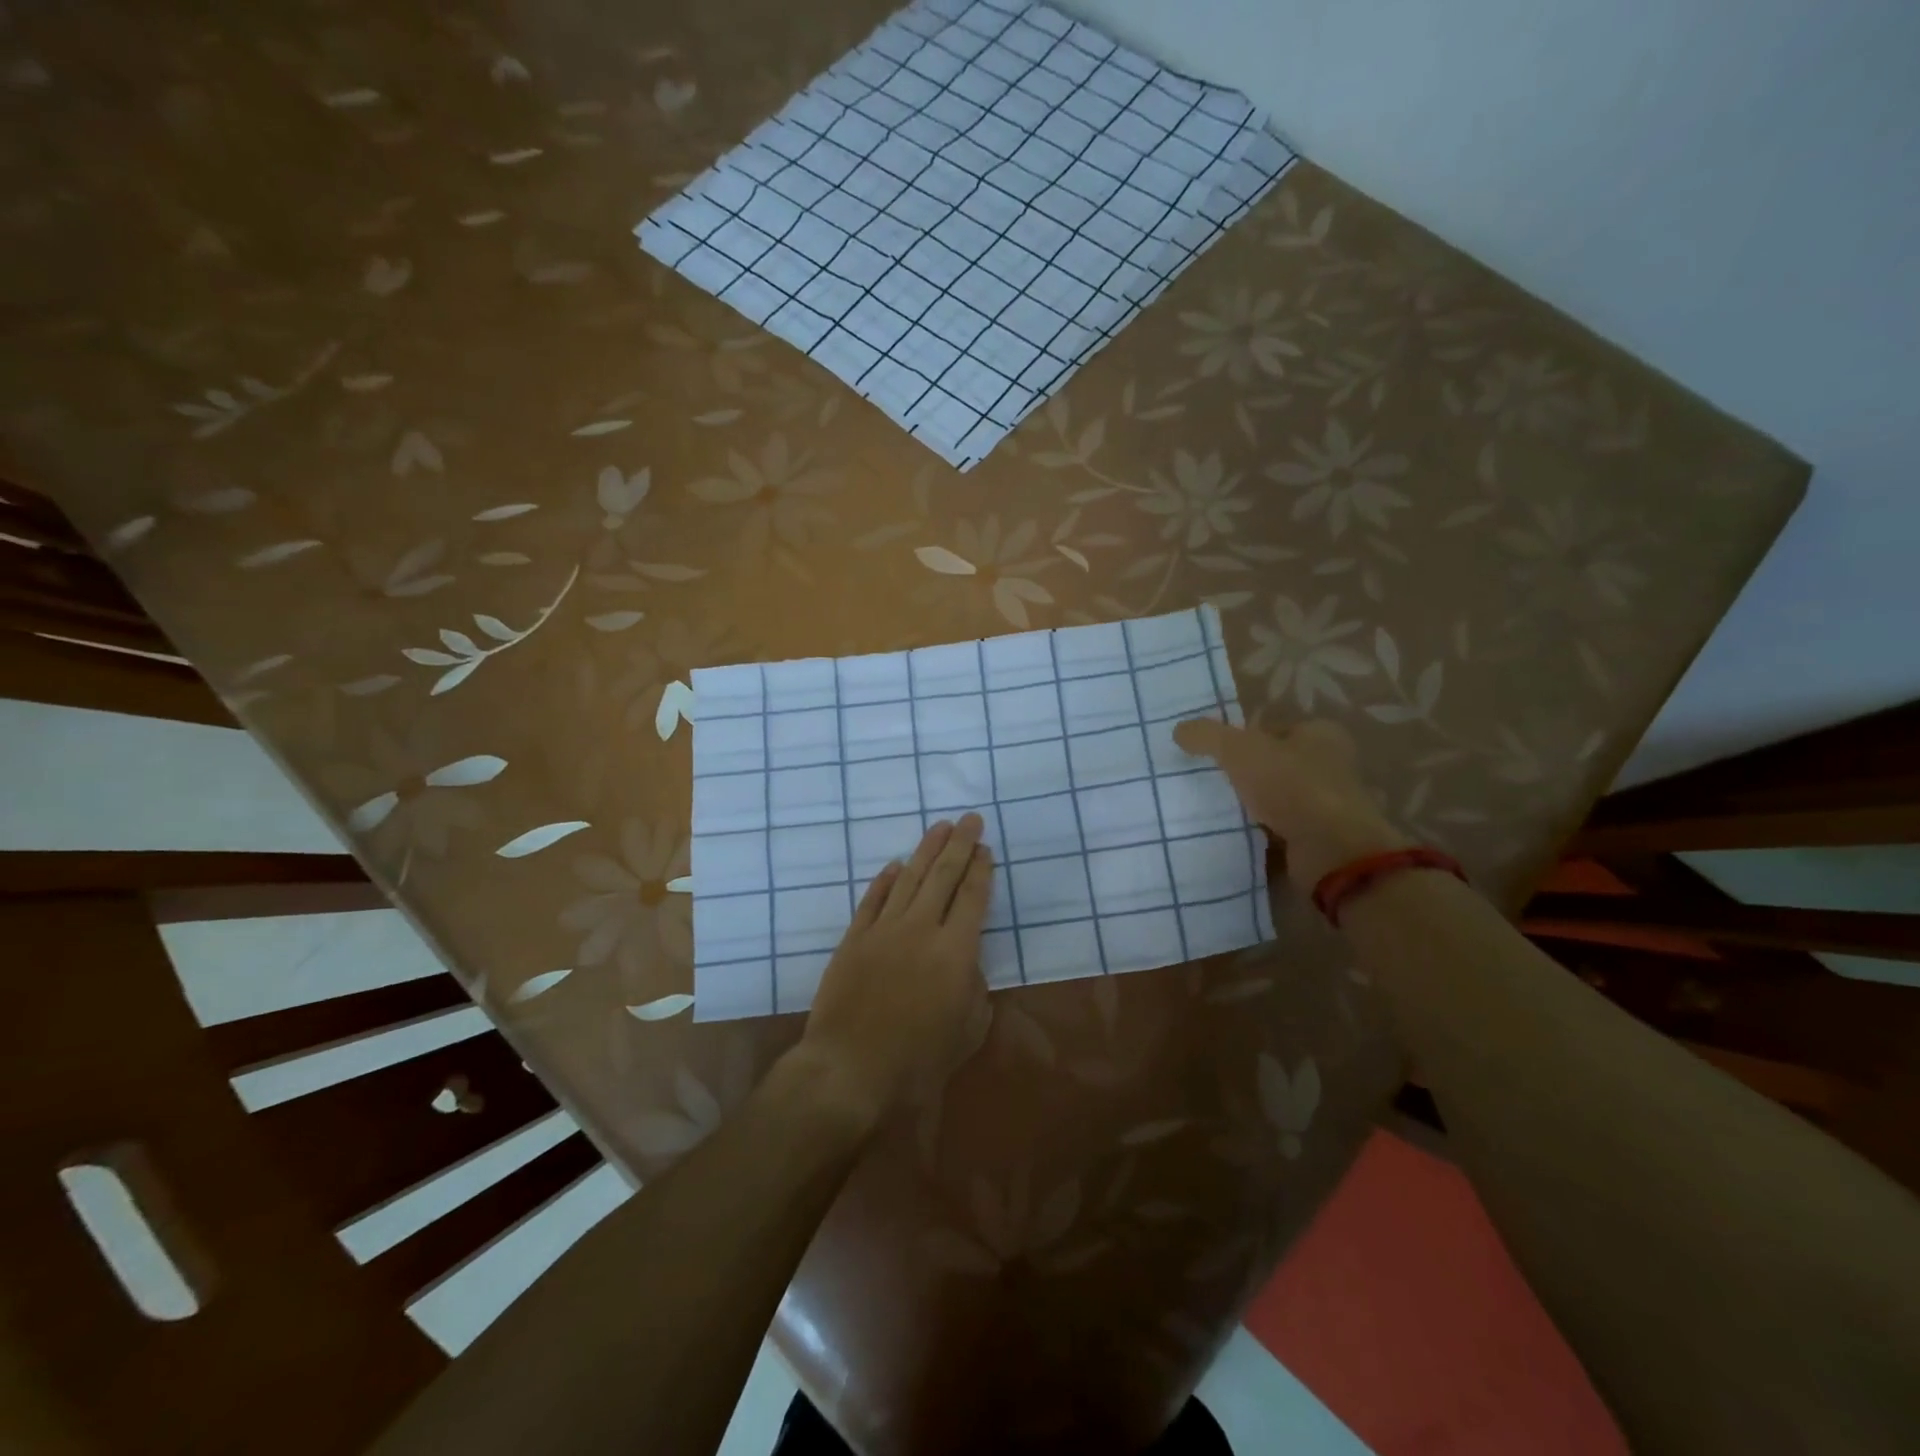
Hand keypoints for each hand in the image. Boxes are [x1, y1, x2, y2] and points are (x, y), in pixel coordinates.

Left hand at [796, 813, 993, 1127]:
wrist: (849, 1068)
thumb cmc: (917, 1060)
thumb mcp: (968, 1031)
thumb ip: (975, 991)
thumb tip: (968, 965)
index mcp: (956, 951)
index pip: (973, 897)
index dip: (981, 870)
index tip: (985, 848)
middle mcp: (921, 929)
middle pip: (943, 876)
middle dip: (960, 844)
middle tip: (969, 819)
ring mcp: (884, 930)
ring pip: (908, 879)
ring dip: (926, 850)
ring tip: (939, 827)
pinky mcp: (854, 939)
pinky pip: (872, 900)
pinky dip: (884, 880)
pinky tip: (894, 865)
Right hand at [1174, 717, 1407, 891]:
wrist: (1331, 852)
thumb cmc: (1292, 787)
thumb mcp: (1240, 750)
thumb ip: (1208, 735)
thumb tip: (1179, 730)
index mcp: (1321, 735)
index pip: (1274, 729)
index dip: (1244, 739)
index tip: (1215, 755)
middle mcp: (1330, 766)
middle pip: (1275, 764)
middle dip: (1245, 774)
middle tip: (1210, 782)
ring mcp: (1326, 805)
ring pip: (1276, 799)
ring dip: (1251, 806)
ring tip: (1216, 810)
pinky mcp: (1319, 839)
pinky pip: (1280, 830)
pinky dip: (1260, 833)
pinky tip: (1234, 835)